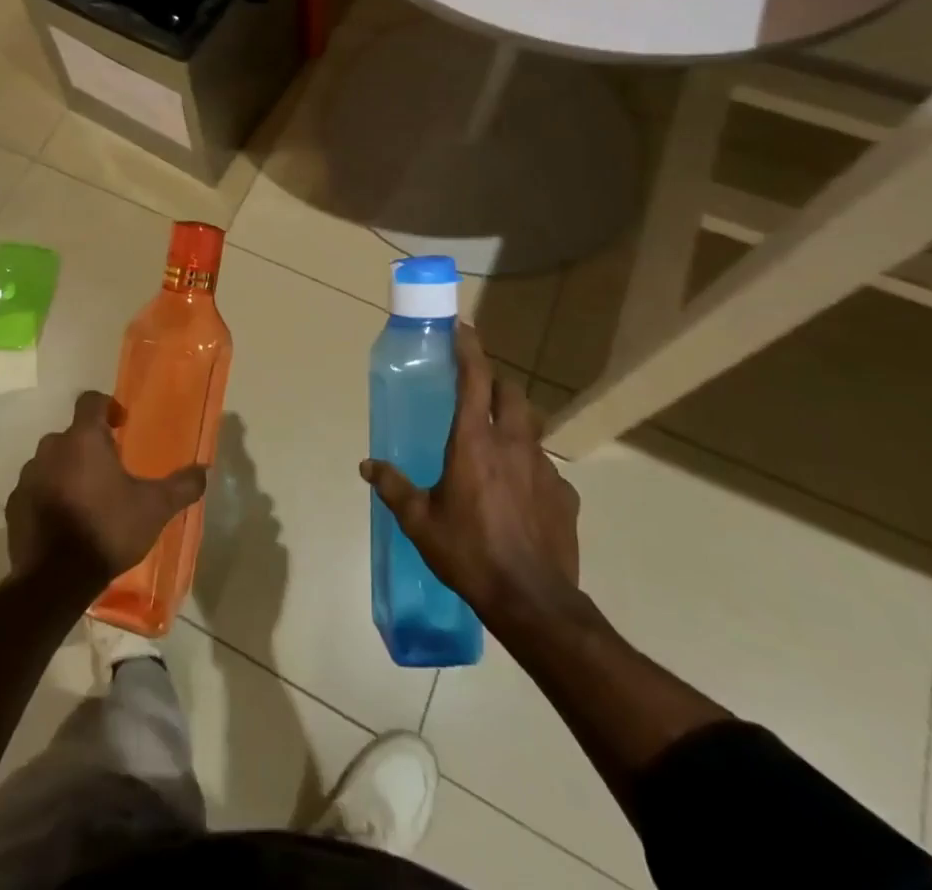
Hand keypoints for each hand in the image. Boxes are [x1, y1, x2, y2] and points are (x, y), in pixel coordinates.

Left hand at [7, 391, 207, 598]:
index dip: (107, 406)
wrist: (55, 580)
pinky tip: (65, 520)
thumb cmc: (108, 530)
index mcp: (84, 439)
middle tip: (109, 469)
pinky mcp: (15, 504)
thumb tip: (204, 470)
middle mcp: (51, 448)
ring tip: (87, 497)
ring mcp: (28, 476)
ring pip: (51, 461)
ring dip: (67, 470)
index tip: (121, 424)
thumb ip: (181, 486)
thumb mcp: (154, 508)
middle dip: (89, 445)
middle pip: (71, 434)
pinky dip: (49, 496)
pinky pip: (35, 489)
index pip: (90, 400)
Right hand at [361, 326, 584, 629]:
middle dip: (495, 384)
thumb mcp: (420, 521)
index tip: (461, 329)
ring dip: (514, 424)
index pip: (475, 378)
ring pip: (532, 428)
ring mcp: (545, 468)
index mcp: (474, 441)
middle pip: (512, 393)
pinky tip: (519, 496)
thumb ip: (393, 487)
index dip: (469, 348)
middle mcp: (513, 444)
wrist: (533, 602)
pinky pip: (546, 469)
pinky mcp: (565, 496)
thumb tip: (366, 466)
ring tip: (497, 446)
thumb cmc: (469, 552)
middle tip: (477, 393)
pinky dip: (530, 469)